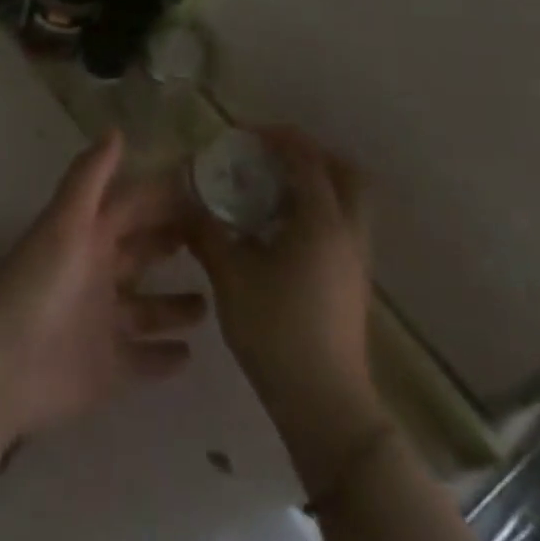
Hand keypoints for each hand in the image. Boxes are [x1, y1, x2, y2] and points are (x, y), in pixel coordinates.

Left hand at [0, 130, 204, 439]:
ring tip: (213, 297)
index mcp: (88, 235)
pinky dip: (164, 357)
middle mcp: (97, 274)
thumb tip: (115, 129)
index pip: (132, 207)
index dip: (163, 198)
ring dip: (174, 303)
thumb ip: (90, 177)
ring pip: (147, 308)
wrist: (4, 361)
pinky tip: (191, 354)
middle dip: (172, 242)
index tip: (206, 189)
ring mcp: (102, 322)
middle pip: (140, 252)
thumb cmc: (39, 282)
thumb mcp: (65, 221)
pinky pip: (143, 360)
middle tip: (219, 239)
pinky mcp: (107, 368)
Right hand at [186, 127, 386, 461]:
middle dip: (310, 155)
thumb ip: (205, 231)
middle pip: (345, 173)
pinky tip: (277, 230)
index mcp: (321, 221)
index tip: (243, 134)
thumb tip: (183, 200)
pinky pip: (341, 226)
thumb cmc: (276, 331)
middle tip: (270, 156)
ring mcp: (355, 260)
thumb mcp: (229, 276)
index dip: (277, 136)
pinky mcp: (352, 283)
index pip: (307, 158)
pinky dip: (316, 211)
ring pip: (348, 202)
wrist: (324, 406)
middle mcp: (347, 232)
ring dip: (315, 184)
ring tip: (269, 190)